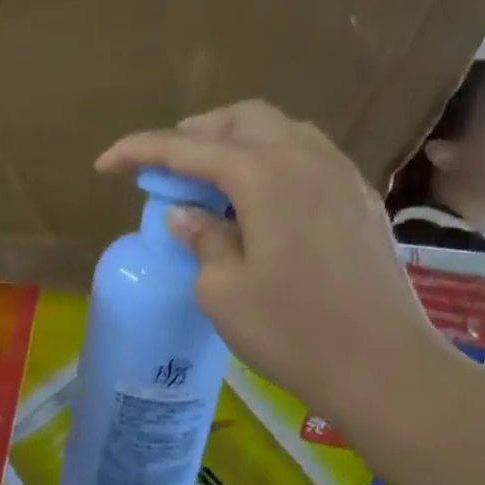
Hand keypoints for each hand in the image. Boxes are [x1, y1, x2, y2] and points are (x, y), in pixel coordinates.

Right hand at [95, 100, 459, 434]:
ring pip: (282, 132)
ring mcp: (342, 176)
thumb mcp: (222, 291)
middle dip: (195, 134)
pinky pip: (309, 156)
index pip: (189, 149)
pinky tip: (259, 200)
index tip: (105, 164)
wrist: (379, 363)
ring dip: (237, 143)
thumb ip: (201, 240)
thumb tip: (186, 213)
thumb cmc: (290, 330)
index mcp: (265, 176)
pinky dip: (271, 161)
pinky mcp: (360, 200)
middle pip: (243, 120)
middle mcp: (307, 159)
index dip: (141, 150)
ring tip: (209, 179)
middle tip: (164, 166)